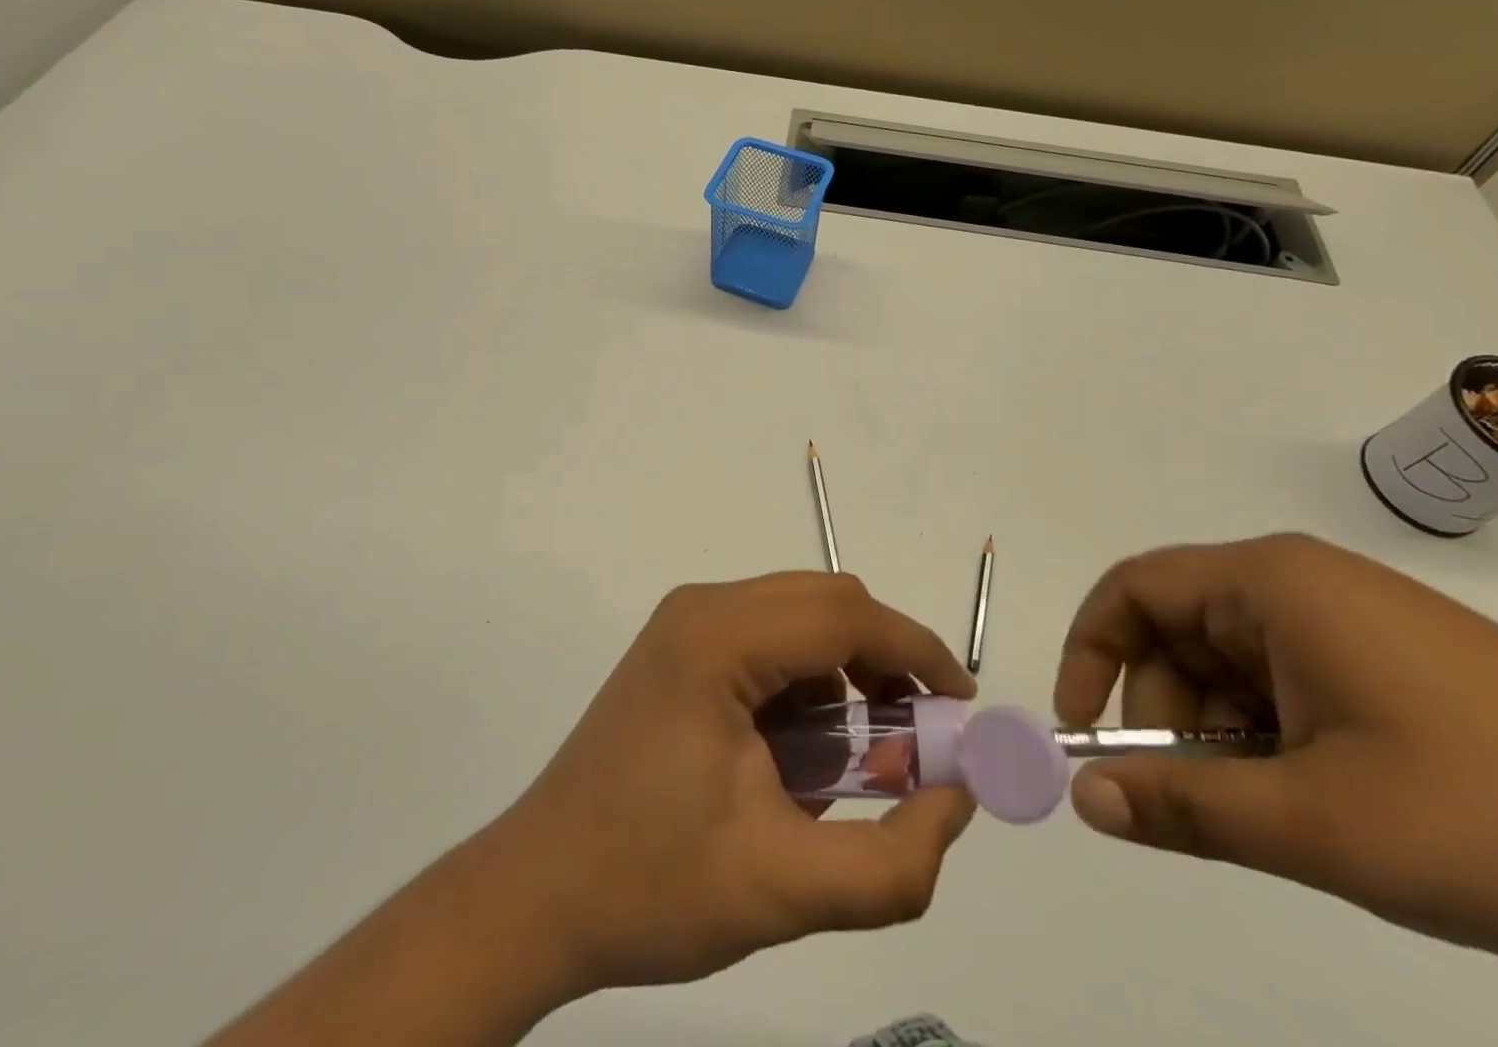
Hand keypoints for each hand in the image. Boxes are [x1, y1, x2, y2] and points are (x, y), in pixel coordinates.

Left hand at [502, 571, 977, 991]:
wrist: (536, 895)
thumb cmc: (652, 886)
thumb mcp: (785, 891)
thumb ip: (892, 861)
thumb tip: (957, 799)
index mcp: (719, 639)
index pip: (845, 616)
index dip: (916, 651)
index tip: (961, 706)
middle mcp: (703, 608)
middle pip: (825, 603)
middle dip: (885, 659)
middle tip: (916, 735)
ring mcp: (685, 622)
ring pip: (799, 615)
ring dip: (846, 670)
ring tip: (859, 752)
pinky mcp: (679, 646)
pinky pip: (768, 637)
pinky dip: (807, 678)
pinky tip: (802, 748)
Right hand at [1053, 534, 1497, 969]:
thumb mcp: (1324, 826)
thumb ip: (1188, 809)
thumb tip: (1083, 798)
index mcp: (1269, 584)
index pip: (1133, 589)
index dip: (1090, 651)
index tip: (1083, 729)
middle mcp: (1295, 583)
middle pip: (1177, 630)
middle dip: (1162, 712)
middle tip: (1191, 803)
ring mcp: (1343, 618)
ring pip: (1228, 663)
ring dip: (1218, 734)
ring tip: (1272, 816)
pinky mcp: (1380, 657)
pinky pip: (1281, 681)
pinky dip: (1267, 736)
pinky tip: (1315, 800)